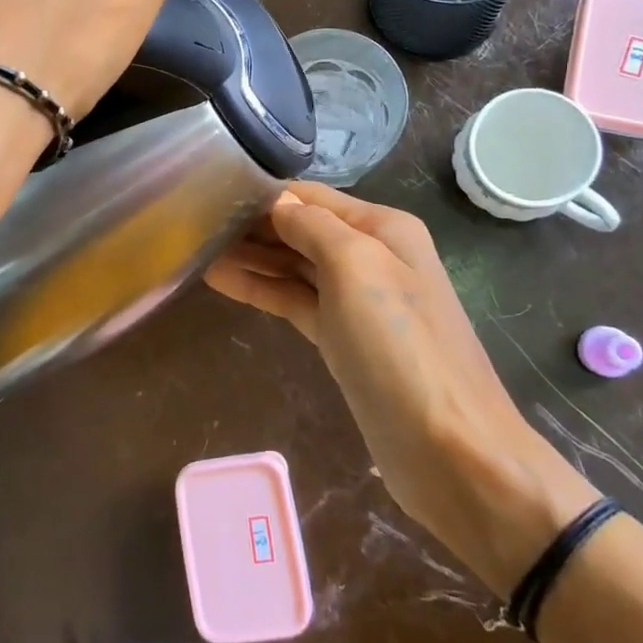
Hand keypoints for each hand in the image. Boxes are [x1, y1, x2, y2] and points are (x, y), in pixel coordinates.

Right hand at [206, 183, 598, 590]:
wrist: (449, 450)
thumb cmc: (400, 346)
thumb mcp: (357, 267)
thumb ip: (313, 226)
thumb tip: (277, 202)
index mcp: (383, 228)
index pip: (312, 197)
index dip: (265, 195)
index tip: (212, 191)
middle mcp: (371, 255)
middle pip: (301, 229)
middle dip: (253, 225)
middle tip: (193, 222)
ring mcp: (356, 302)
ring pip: (294, 266)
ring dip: (251, 257)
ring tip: (196, 248)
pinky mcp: (342, 340)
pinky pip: (295, 301)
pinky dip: (262, 289)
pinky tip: (221, 280)